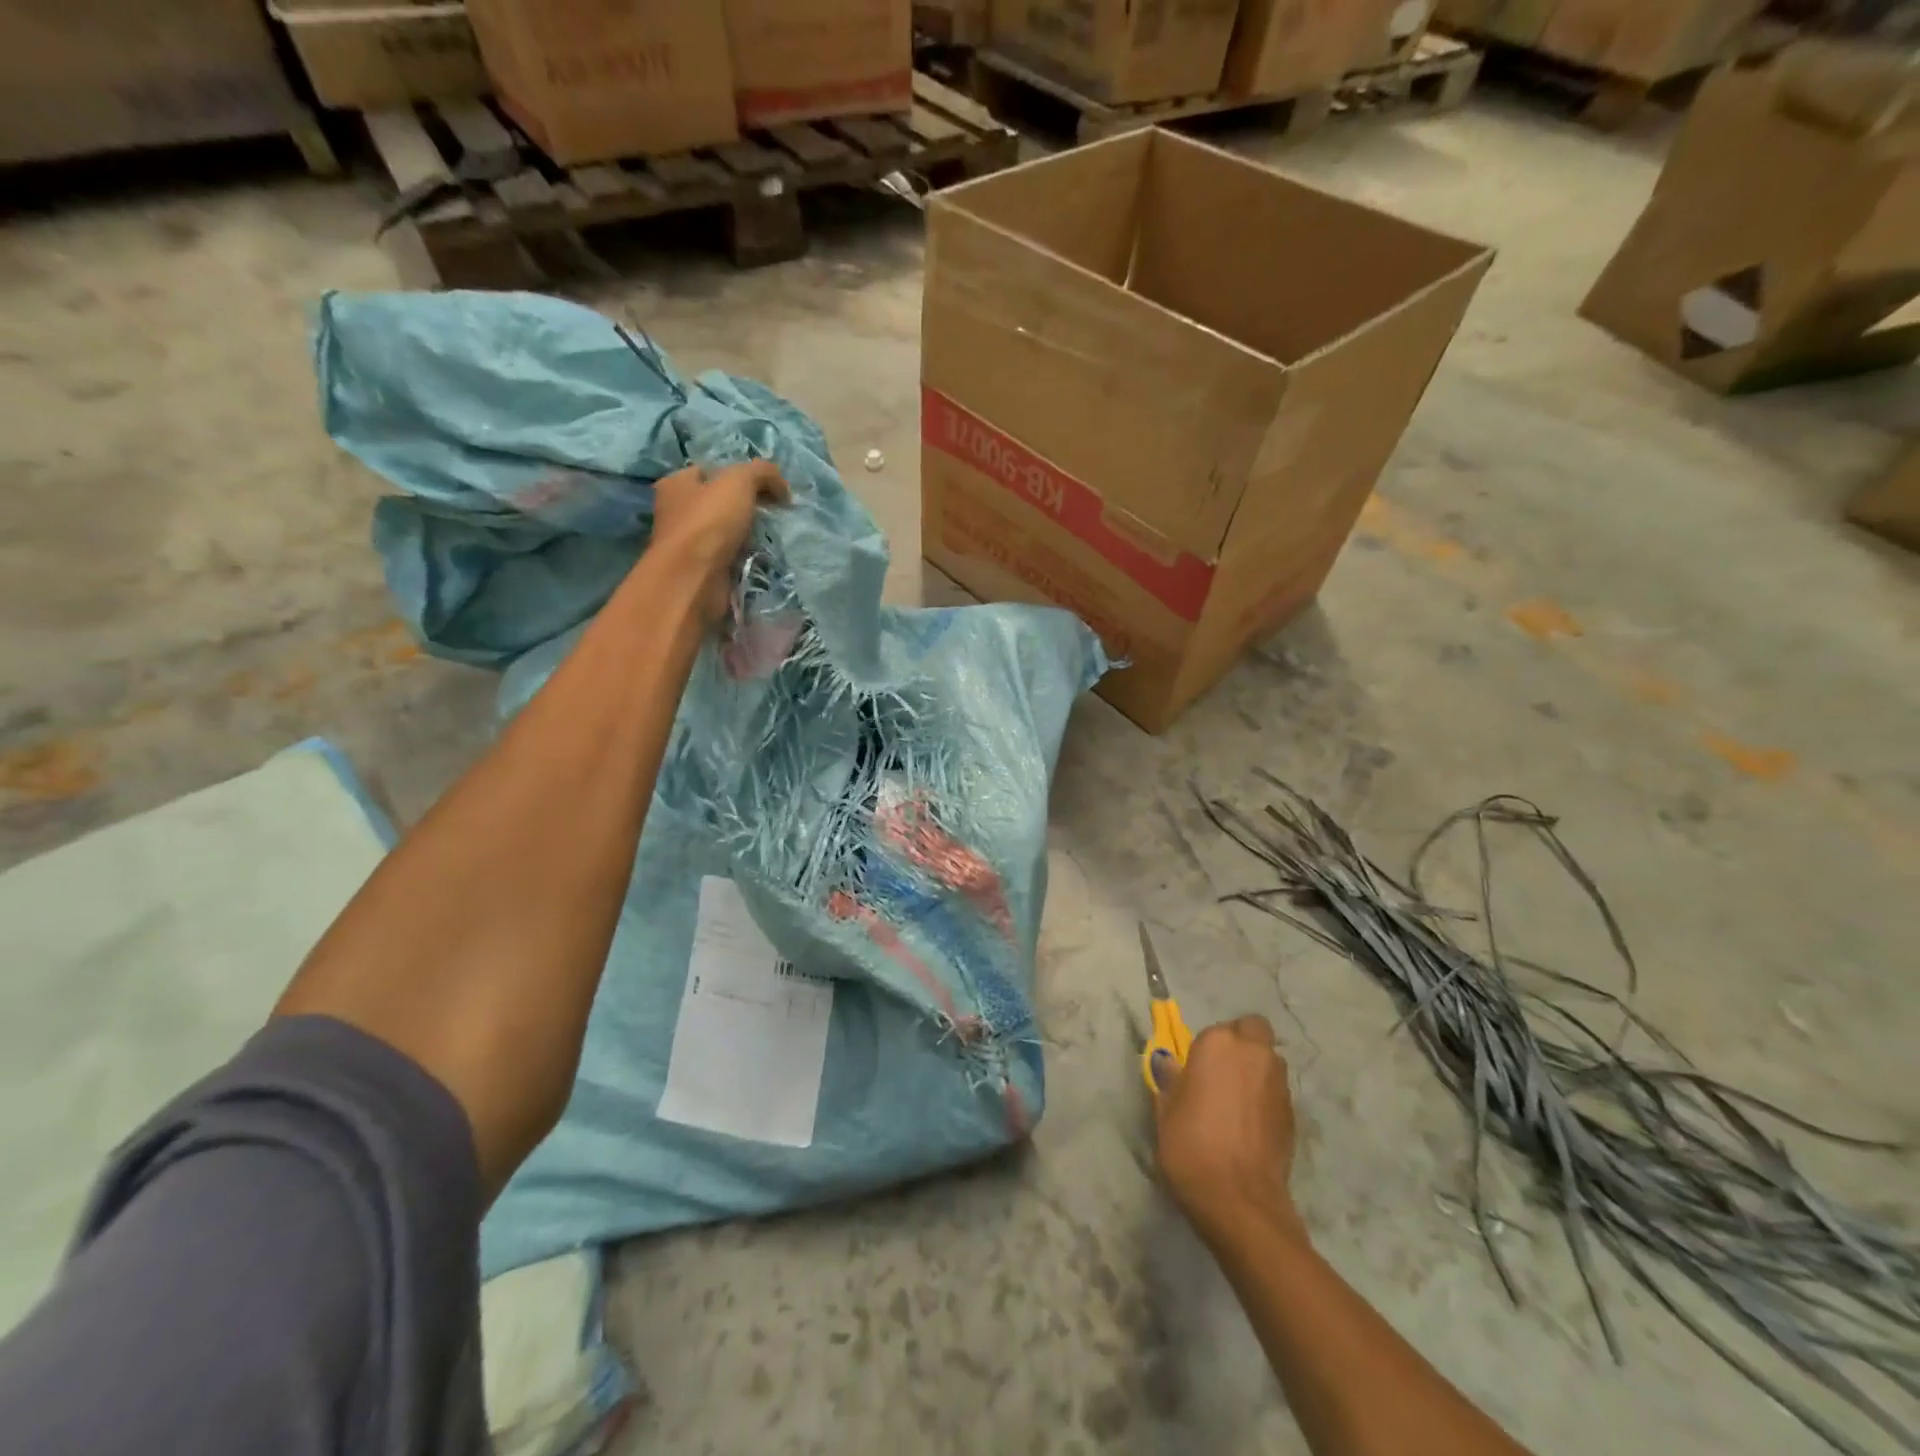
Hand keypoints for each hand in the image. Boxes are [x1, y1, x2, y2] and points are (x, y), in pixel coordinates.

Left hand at [648, 460, 790, 620]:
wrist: (695, 580)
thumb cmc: (709, 523)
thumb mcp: (739, 481)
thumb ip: (762, 472)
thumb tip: (782, 487)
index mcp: (677, 484)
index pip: (711, 471)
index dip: (740, 475)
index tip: (768, 488)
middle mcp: (678, 512)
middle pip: (720, 502)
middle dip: (747, 507)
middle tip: (773, 512)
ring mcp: (689, 544)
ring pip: (726, 532)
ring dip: (748, 535)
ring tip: (772, 536)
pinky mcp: (702, 571)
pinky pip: (730, 558)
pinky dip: (745, 558)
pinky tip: (762, 558)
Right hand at [1154, 1015, 1303, 1247]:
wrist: (1239, 1199)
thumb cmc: (1191, 1145)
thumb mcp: (1165, 1109)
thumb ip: (1171, 1079)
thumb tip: (1169, 1063)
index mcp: (1218, 1043)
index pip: (1217, 1029)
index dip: (1208, 1048)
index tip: (1197, 1071)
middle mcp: (1254, 1053)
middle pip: (1253, 1031)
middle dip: (1242, 1044)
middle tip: (1223, 1074)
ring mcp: (1279, 1083)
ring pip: (1269, 1061)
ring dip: (1256, 1070)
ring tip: (1237, 1102)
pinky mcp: (1294, 1114)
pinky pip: (1276, 1091)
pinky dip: (1265, 1099)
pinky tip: (1250, 1126)